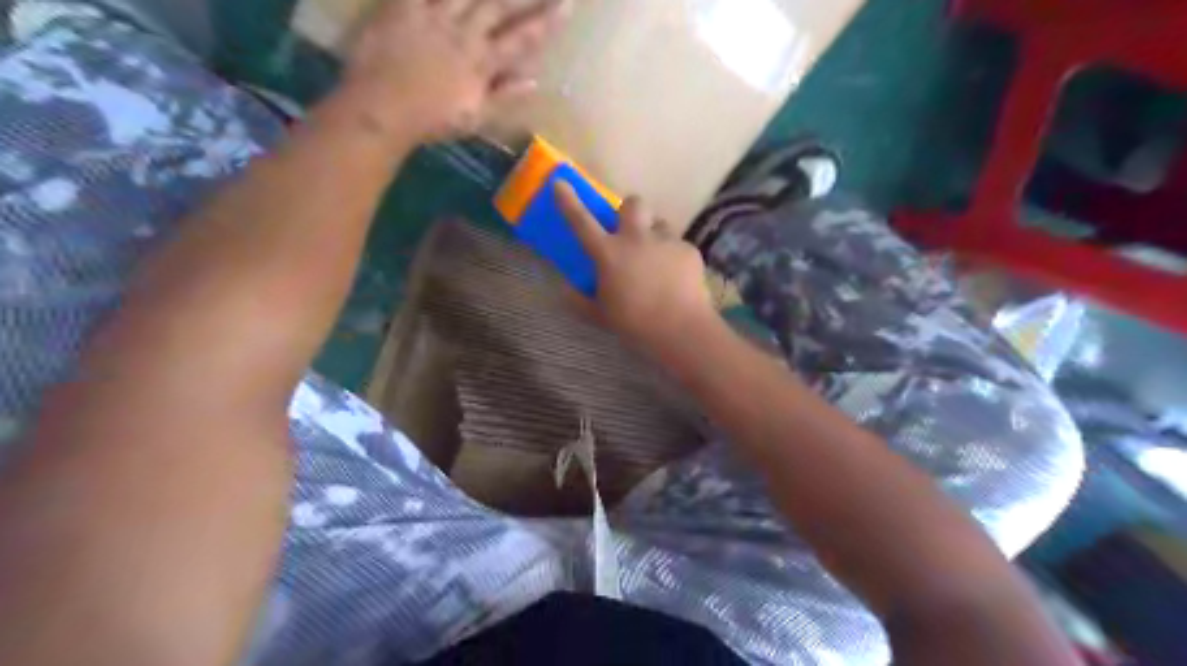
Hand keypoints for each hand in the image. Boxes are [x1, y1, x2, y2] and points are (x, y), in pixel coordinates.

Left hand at [343, 0, 564, 143]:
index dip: (546, 22)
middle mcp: (464, 33)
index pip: (522, 39)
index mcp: (483, 62)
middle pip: (499, 5)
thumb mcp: (475, 117)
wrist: (381, 110)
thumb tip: (535, 81)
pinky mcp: (403, 6)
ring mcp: (433, 15)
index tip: (567, 6)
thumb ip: (505, 97)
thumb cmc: (431, 121)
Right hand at [558, 183, 713, 356]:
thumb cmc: (634, 324)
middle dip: (629, 210)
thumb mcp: (600, 316)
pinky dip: (674, 256)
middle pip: (632, 203)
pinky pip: (678, 245)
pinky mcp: (688, 250)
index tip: (560, 183)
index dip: (568, 201)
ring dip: (653, 234)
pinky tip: (676, 277)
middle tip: (630, 230)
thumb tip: (566, 292)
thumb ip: (580, 302)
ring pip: (659, 223)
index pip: (582, 221)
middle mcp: (636, 239)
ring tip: (657, 259)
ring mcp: (665, 241)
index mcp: (608, 253)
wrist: (680, 329)